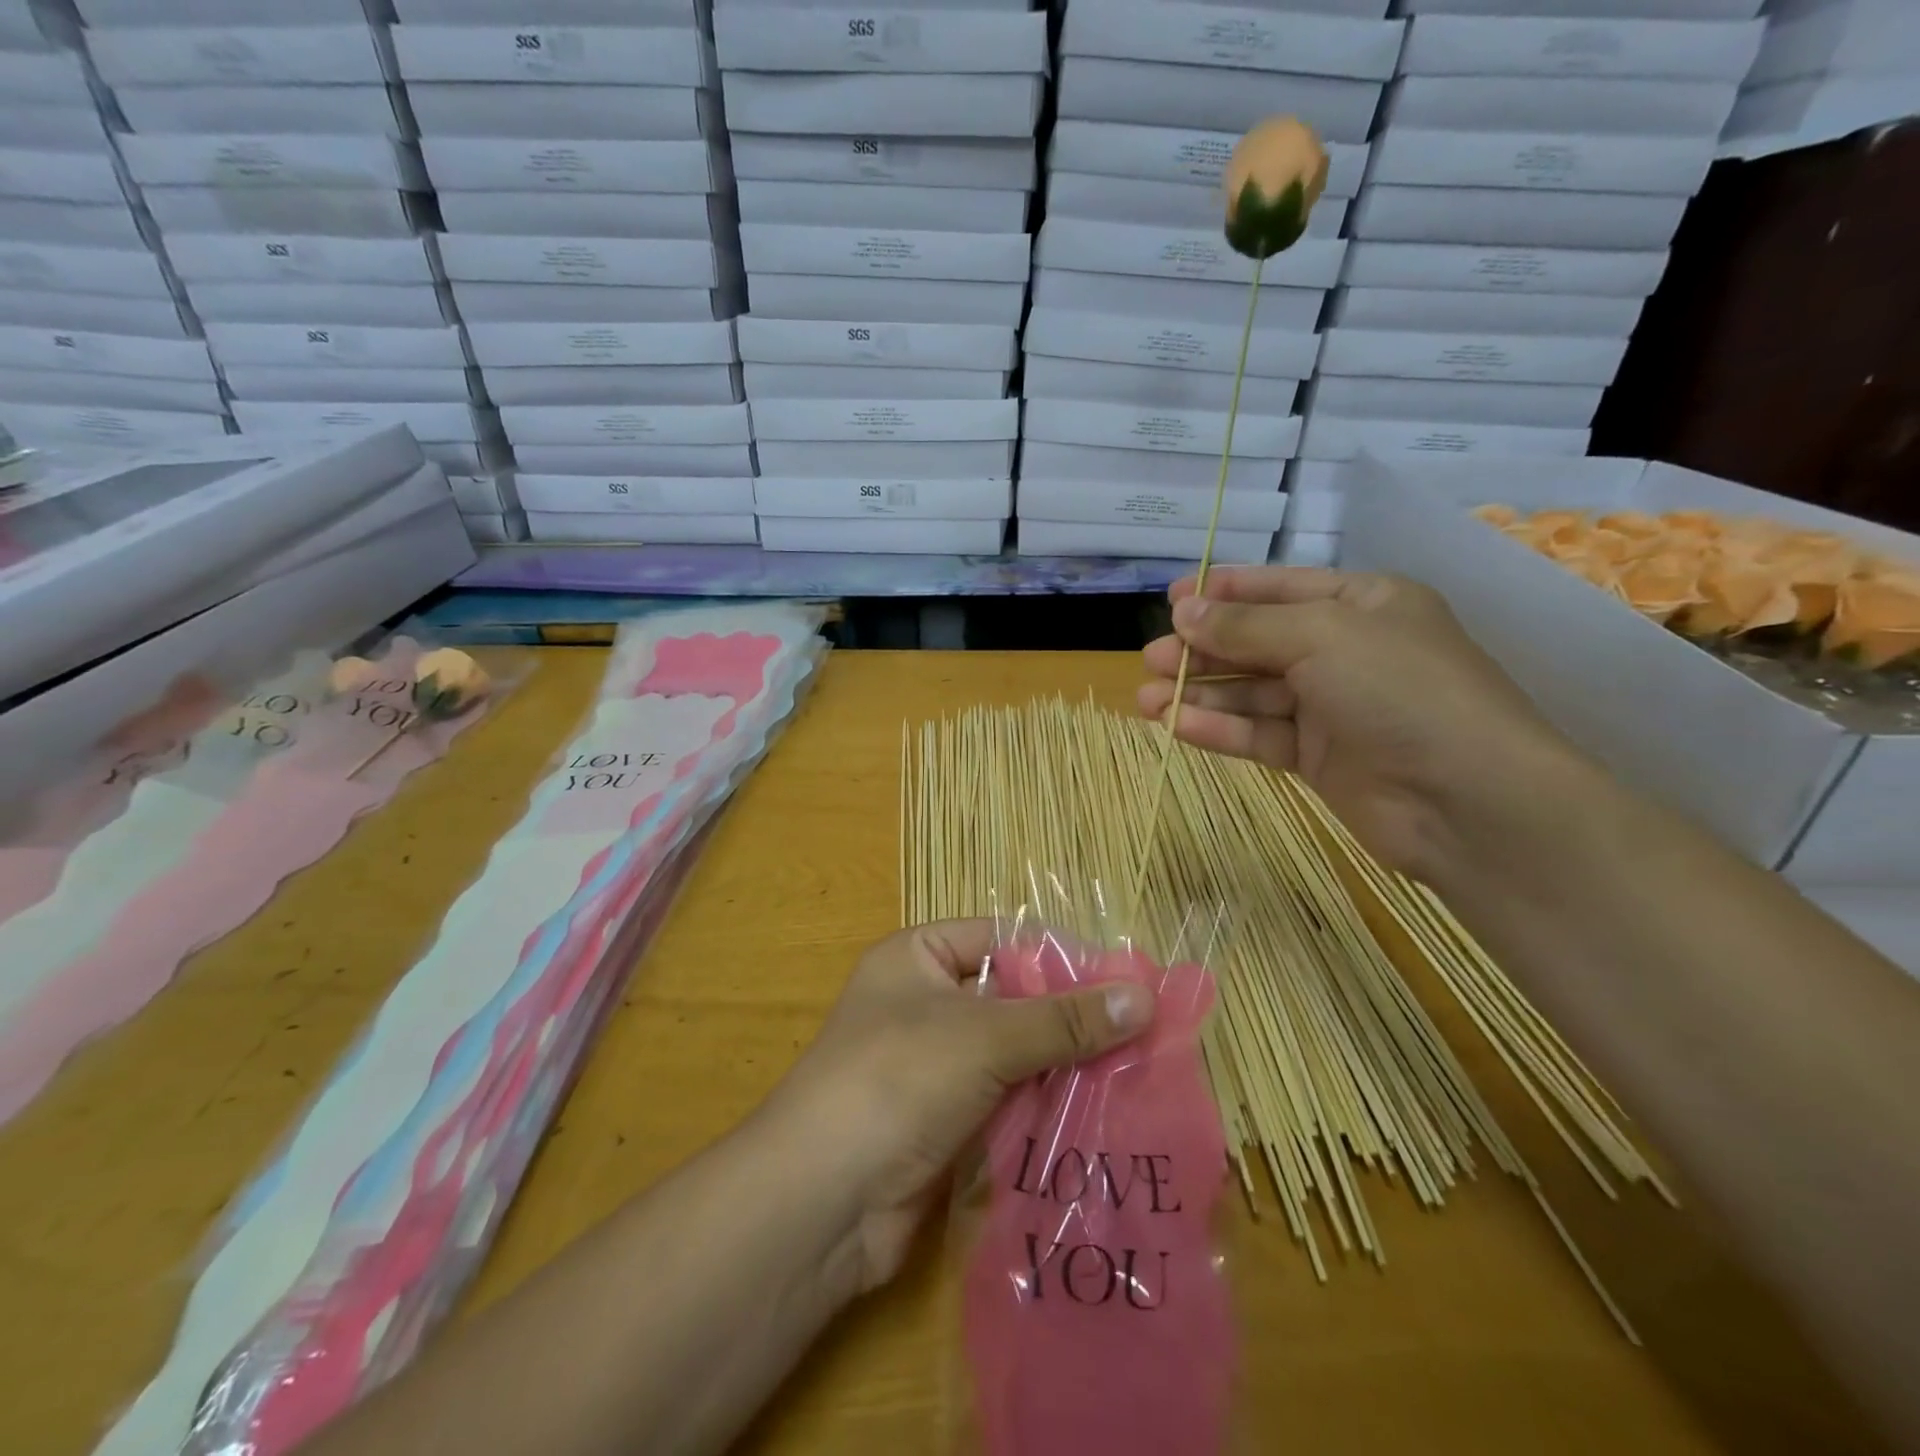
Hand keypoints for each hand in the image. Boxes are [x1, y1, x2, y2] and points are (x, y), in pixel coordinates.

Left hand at [766, 921, 1152, 1292]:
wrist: (822, 1202)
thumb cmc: (897, 1080)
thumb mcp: (985, 1036)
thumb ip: (1064, 1019)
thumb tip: (1144, 996)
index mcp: (918, 957)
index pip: (1001, 939)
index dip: (1059, 957)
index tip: (1125, 981)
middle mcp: (924, 1003)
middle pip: (1011, 998)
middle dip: (1070, 1018)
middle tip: (1143, 1033)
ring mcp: (933, 1065)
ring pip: (1013, 1054)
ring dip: (1064, 1067)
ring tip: (1137, 1074)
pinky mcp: (945, 1121)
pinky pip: (1006, 1101)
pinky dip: (1044, 1106)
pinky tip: (1101, 1115)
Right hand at [1139, 567, 1586, 879]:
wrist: (1466, 800)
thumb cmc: (1400, 691)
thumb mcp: (1321, 637)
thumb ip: (1246, 626)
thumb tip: (1183, 611)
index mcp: (1362, 604)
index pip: (1280, 589)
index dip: (1224, 593)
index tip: (1171, 600)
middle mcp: (1346, 651)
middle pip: (1258, 643)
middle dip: (1203, 649)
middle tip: (1151, 658)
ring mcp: (1332, 707)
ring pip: (1252, 693)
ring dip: (1200, 693)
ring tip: (1145, 698)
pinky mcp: (1319, 758)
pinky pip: (1259, 735)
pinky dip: (1220, 729)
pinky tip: (1176, 725)